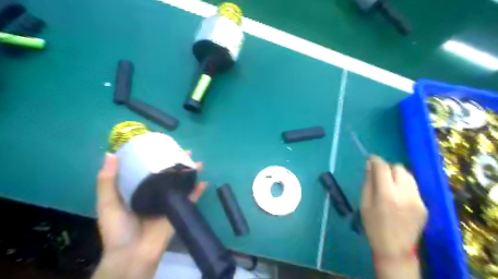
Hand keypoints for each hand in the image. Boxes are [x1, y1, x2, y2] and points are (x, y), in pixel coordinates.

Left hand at [93, 152, 206, 278]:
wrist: (133, 254)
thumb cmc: (118, 229)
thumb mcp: (108, 203)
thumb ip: (108, 181)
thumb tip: (110, 154)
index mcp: (139, 190)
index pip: (150, 169)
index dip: (157, 157)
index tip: (163, 146)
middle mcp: (156, 193)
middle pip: (169, 174)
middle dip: (179, 163)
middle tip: (187, 152)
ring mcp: (169, 202)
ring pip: (182, 184)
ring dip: (191, 173)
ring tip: (199, 162)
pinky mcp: (179, 210)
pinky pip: (191, 199)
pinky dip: (198, 191)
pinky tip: (205, 182)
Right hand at [363, 156, 427, 276]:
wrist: (395, 249)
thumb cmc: (373, 226)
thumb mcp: (364, 203)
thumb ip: (368, 182)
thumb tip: (370, 165)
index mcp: (386, 195)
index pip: (382, 167)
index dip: (375, 160)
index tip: (370, 158)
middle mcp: (405, 194)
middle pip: (398, 168)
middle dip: (388, 168)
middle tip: (380, 176)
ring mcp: (418, 200)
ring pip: (409, 175)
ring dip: (397, 175)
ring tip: (390, 185)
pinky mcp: (424, 205)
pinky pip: (413, 187)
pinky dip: (404, 186)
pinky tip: (398, 196)